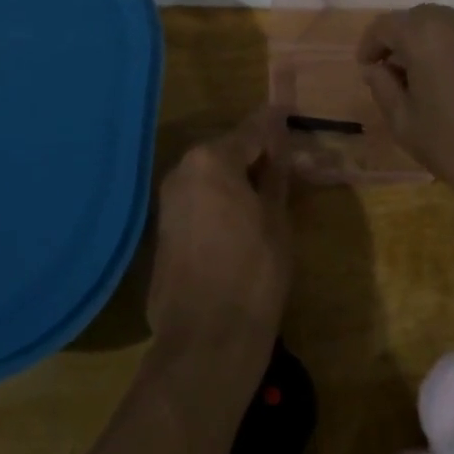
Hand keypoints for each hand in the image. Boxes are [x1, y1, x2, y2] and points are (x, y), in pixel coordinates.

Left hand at [146, 109, 293, 368]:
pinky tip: (241, 220)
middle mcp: (182, 170)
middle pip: (227, 150)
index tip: (290, 114)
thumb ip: (276, 173)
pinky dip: (219, 201)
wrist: (206, 340)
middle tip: (286, 165)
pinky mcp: (163, 230)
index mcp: (211, 159)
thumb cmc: (254, 272)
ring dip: (237, 178)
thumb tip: (278, 144)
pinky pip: (198, 200)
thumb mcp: (276, 218)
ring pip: (211, 176)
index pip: (252, 130)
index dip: (275, 124)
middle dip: (255, 154)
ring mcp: (168, 201)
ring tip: (268, 194)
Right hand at [357, 5, 453, 213]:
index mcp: (425, 33)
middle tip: (395, 75)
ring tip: (428, 79)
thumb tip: (375, 68)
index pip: (385, 25)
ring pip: (448, 26)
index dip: (370, 45)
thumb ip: (382, 86)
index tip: (366, 68)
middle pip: (418, 20)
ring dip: (431, 44)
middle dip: (401, 42)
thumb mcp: (404, 123)